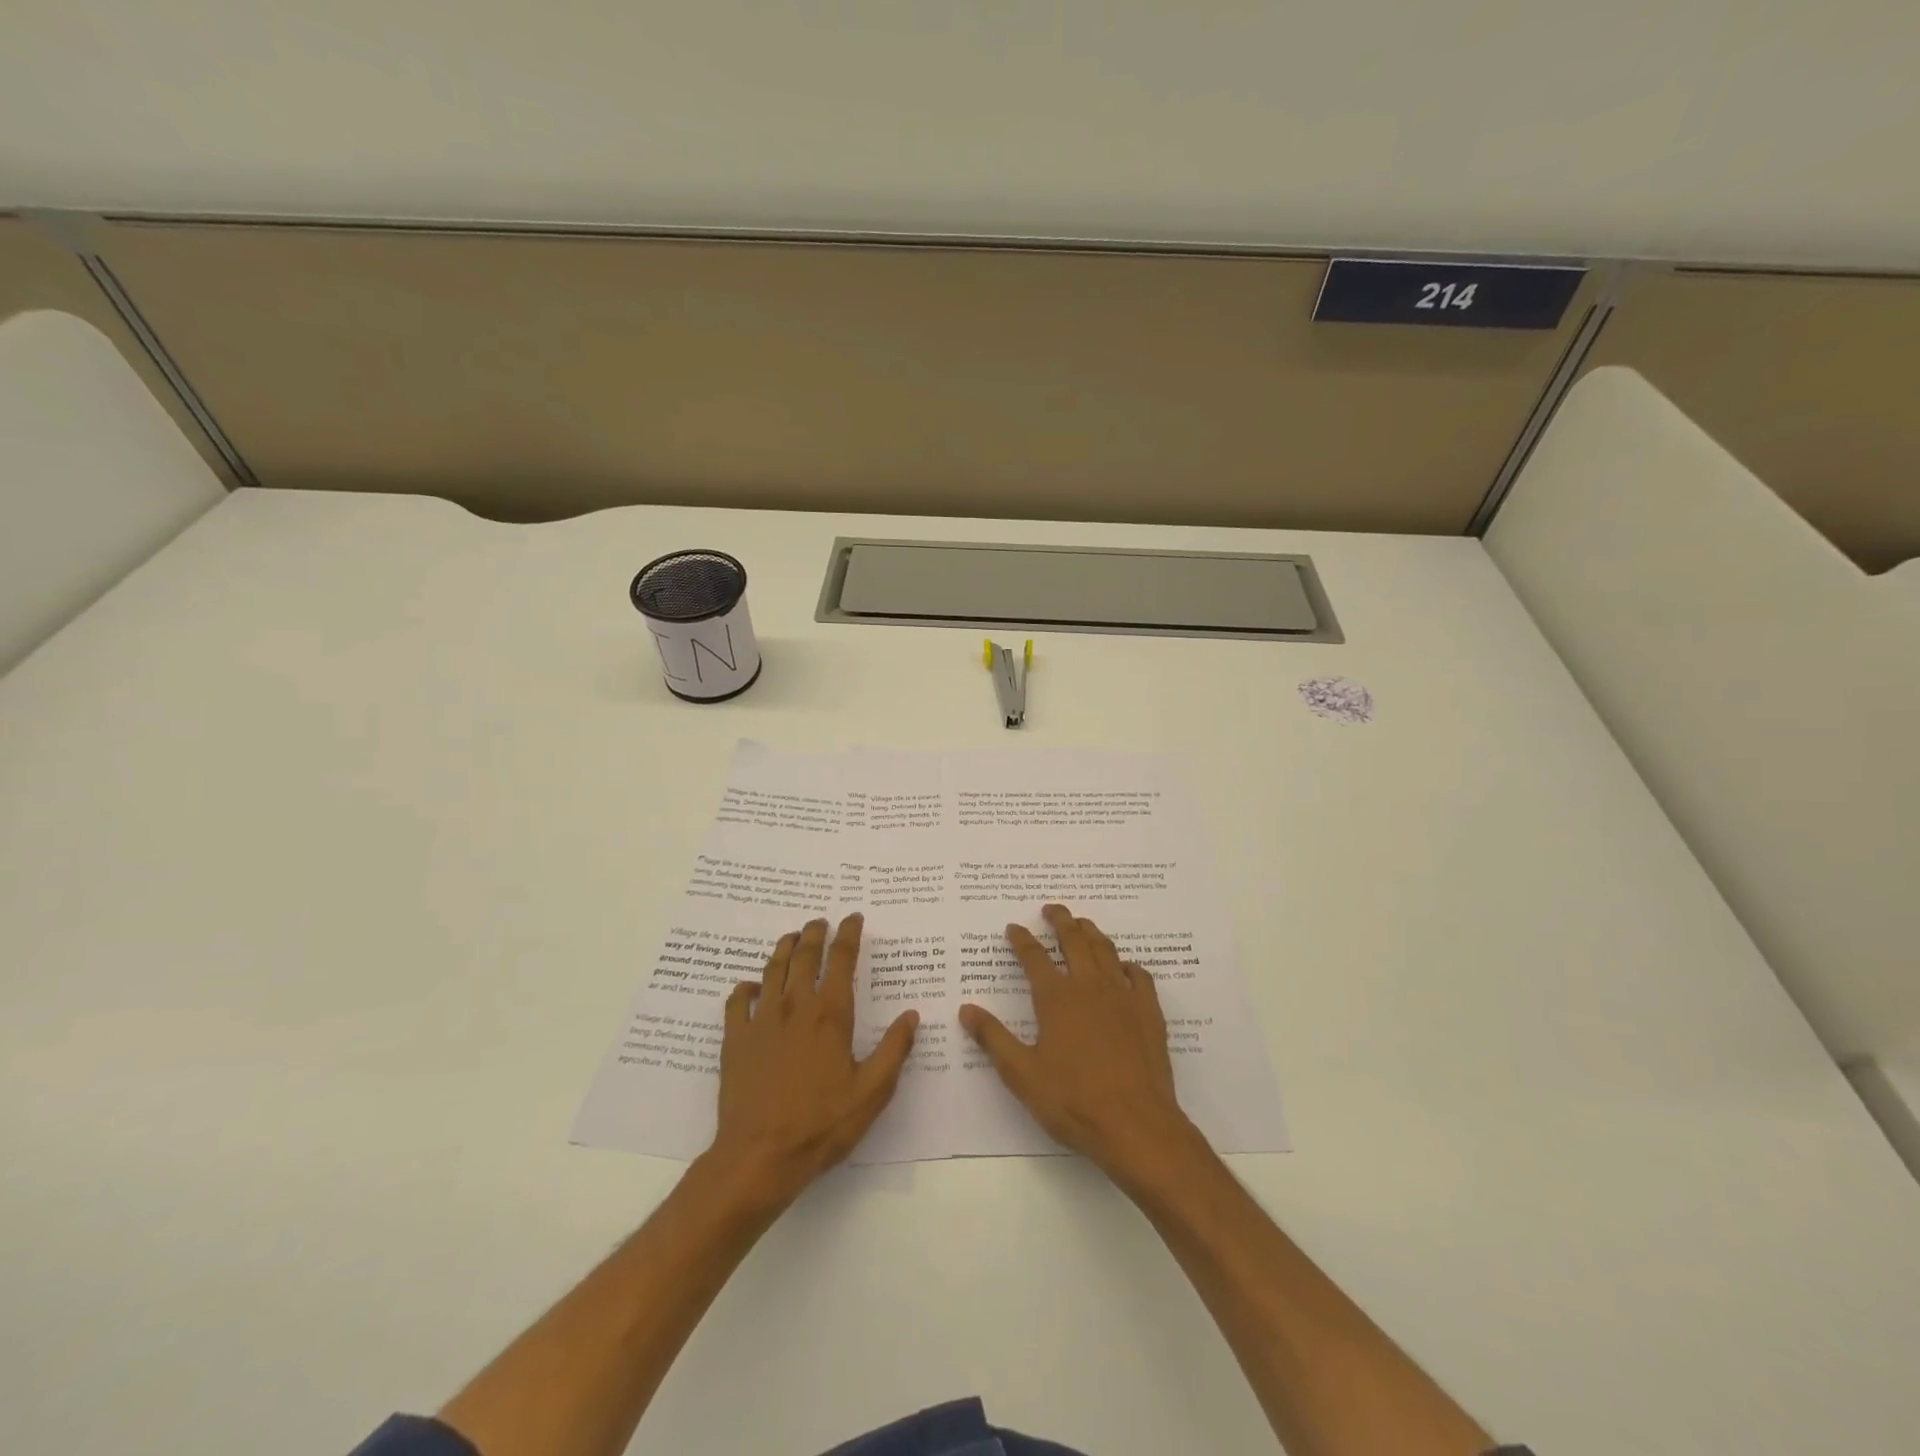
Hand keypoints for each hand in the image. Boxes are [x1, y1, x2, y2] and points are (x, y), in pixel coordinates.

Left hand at [706, 913, 918, 1205]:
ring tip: (791, 937)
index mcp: (831, 1014)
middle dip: (814, 933)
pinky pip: (737, 1001)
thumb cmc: (822, 1124)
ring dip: (783, 948)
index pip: (841, 960)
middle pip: (804, 956)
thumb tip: (912, 1015)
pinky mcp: (735, 1039)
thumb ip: (894, 1050)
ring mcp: (762, 1020)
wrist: (759, 1156)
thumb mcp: (872, 1092)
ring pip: (772, 970)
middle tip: (820, 921)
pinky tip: (750, 986)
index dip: (848, 935)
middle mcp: (795, 1006)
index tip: (853, 918)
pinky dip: (745, 987)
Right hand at [960, 903, 1202, 1184]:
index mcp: (1056, 998)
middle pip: (1074, 940)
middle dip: (1061, 920)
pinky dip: (1128, 965)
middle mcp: (1089, 986)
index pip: (1034, 957)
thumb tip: (966, 1009)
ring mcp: (1123, 996)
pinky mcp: (1149, 1012)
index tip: (1014, 927)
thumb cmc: (1073, 1100)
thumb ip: (993, 1038)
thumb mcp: (1021, 1074)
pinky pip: (1139, 976)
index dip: (1022, 939)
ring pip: (1106, 951)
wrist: (1136, 1125)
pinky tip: (1124, 967)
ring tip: (1083, 924)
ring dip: (1092, 933)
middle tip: (1052, 908)